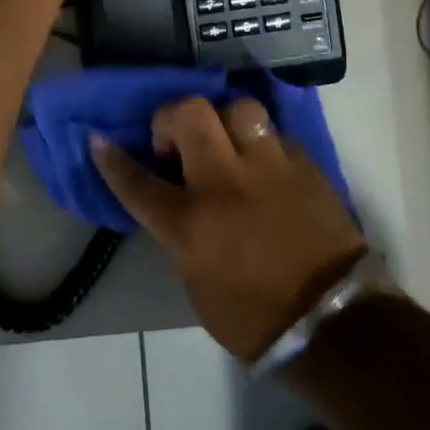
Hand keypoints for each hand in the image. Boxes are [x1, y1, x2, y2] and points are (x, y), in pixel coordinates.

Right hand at [92, 97, 368, 362]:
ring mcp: (269, 167)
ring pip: (238, 108)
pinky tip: (264, 164)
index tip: (98, 140)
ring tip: (226, 142)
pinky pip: (274, 134)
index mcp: (191, 222)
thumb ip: (180, 231)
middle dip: (172, 117)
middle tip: (177, 140)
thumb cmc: (252, 316)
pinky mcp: (304, 165)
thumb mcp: (195, 280)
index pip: (138, 181)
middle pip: (189, 114)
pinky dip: (262, 144)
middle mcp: (225, 183)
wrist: (331, 322)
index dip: (112, 159)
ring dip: (224, 120)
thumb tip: (175, 200)